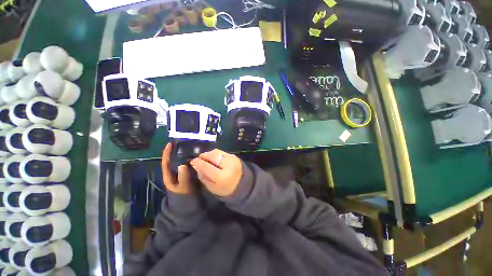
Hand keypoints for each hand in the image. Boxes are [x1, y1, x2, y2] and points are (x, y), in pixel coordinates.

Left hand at [161, 143, 193, 194]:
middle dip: (176, 151)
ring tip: (191, 146)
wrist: (189, 202)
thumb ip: (183, 177)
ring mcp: (181, 172)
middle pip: (173, 159)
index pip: (166, 162)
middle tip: (184, 142)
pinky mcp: (188, 173)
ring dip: (184, 154)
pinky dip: (191, 158)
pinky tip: (197, 155)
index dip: (167, 153)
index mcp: (169, 175)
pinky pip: (188, 163)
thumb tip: (183, 164)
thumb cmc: (184, 195)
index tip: (170, 143)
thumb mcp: (183, 187)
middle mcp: (174, 172)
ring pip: (181, 161)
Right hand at [190, 149, 241, 196]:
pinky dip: (216, 154)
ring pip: (217, 152)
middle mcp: (228, 165)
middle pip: (213, 156)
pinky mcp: (234, 156)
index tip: (192, 161)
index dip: (198, 163)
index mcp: (222, 177)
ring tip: (206, 158)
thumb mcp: (212, 187)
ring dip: (209, 154)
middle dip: (204, 156)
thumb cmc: (225, 188)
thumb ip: (203, 176)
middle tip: (199, 159)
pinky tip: (214, 158)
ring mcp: (232, 159)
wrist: (242, 184)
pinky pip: (222, 152)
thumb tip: (196, 165)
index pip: (207, 167)